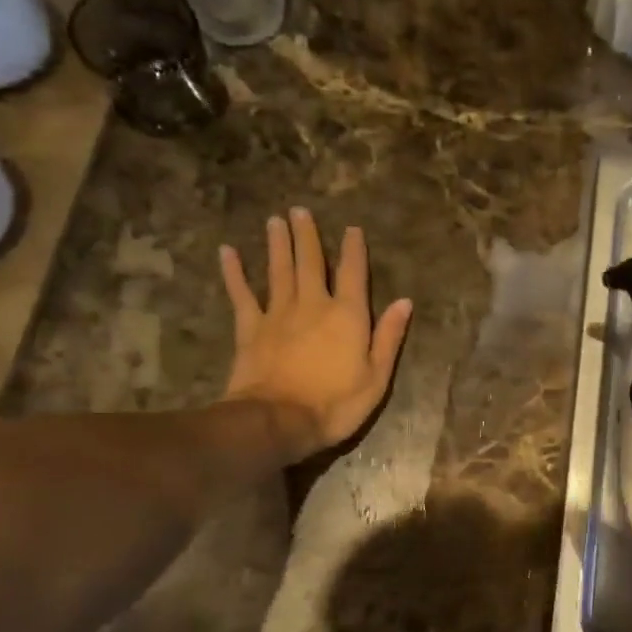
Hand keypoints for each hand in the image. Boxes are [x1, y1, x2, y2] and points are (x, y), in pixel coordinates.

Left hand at [219, 209, 411, 464]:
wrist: (278, 421)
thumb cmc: (336, 403)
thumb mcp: (377, 377)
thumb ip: (389, 337)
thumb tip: (404, 302)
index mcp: (348, 315)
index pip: (354, 274)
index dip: (353, 250)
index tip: (352, 229)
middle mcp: (314, 304)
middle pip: (311, 262)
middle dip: (307, 236)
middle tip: (300, 211)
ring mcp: (279, 314)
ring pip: (279, 270)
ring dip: (277, 244)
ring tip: (275, 221)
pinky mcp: (251, 328)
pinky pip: (241, 294)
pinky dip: (234, 273)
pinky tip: (227, 253)